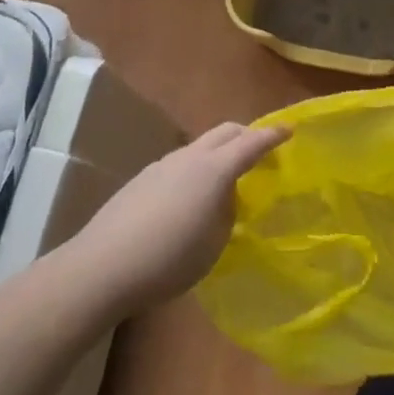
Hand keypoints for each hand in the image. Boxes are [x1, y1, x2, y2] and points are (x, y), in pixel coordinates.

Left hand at [72, 122, 289, 315]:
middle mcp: (189, 157)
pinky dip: (196, 169)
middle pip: (224, 132)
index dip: (272, 135)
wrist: (104, 265)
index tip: (289, 129)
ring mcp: (162, 164)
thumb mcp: (214, 243)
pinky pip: (180, 163)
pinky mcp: (142, 179)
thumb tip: (225, 197)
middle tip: (261, 150)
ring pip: (199, 147)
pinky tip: (191, 198)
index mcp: (214, 170)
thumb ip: (226, 212)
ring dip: (218, 153)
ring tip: (225, 182)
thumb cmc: (170, 259)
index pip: (250, 143)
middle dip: (246, 136)